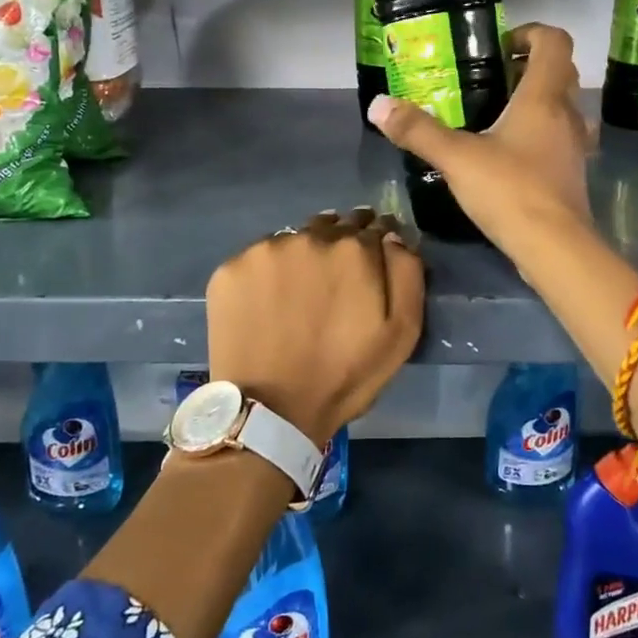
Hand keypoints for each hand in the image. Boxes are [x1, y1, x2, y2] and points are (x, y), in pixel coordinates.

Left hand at [206, 207, 424, 445]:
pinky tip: (267, 302)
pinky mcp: (231, 267)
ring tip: (299, 293)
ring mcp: (265, 249)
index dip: (376, 244)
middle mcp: (309, 236)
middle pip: (332, 227)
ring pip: (293, 240)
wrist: (270, 410)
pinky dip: (267, 273)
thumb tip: (392, 236)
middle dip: (339, 247)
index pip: (373, 227)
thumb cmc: (344, 375)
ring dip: (302, 256)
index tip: (370, 266)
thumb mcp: (401, 332)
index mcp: (354, 248)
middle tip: (334, 284)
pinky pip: (258, 259)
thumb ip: (406, 273)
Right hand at [367, 23, 592, 253]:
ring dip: (539, 102)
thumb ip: (418, 131)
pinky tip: (512, 154)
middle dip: (529, 67)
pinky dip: (541, 135)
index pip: (555, 41)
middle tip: (492, 79)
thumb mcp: (456, 158)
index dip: (530, 33)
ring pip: (564, 107)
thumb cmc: (510, 191)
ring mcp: (575, 146)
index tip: (500, 47)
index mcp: (544, 97)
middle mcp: (567, 114)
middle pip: (561, 72)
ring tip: (500, 115)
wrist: (555, 247)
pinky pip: (561, 139)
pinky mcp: (573, 174)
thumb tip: (378, 105)